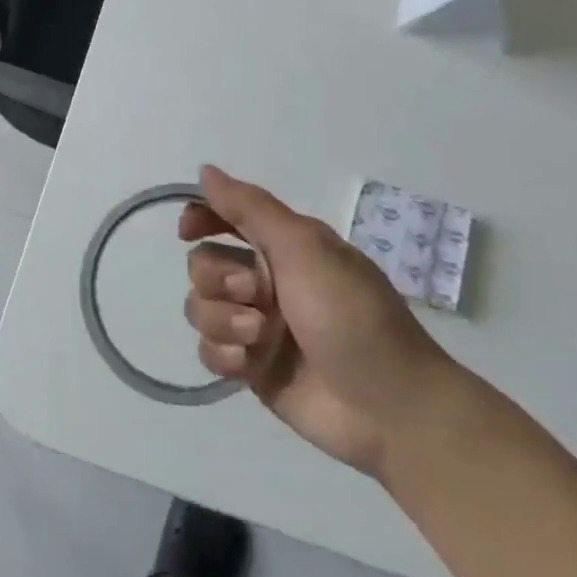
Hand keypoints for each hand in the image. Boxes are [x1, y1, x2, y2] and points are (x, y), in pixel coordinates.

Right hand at [181, 165, 456, 479]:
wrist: (388, 405)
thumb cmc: (351, 314)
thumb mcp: (304, 247)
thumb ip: (250, 208)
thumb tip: (205, 170)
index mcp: (283, 247)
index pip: (225, 218)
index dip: (200, 218)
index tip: (188, 231)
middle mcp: (264, 281)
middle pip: (202, 265)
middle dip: (218, 279)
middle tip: (256, 295)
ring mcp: (256, 325)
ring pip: (200, 308)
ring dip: (224, 320)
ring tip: (260, 336)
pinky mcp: (250, 367)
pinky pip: (208, 351)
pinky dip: (224, 354)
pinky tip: (248, 364)